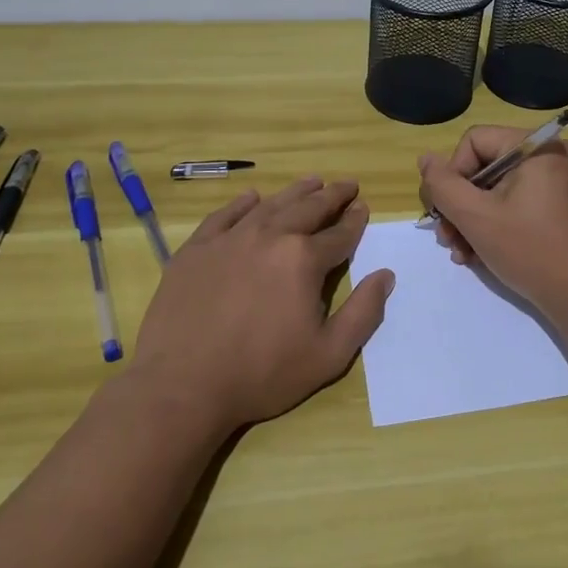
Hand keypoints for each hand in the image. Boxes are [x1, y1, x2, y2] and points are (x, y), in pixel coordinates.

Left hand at [126, 178, 394, 436]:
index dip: (355, 221)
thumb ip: (363, 313)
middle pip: (308, 208)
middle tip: (347, 185)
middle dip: (332, 196)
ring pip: (271, 205)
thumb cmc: (262, 374)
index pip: (339, 234)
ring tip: (312, 181)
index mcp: (303, 260)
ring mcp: (229, 239)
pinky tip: (252, 198)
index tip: (363, 207)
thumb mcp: (329, 355)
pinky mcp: (196, 249)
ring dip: (295, 192)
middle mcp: (270, 237)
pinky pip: (225, 215)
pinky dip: (243, 203)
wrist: (182, 386)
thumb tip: (385, 275)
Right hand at [418, 128, 567, 322]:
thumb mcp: (477, 217)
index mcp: (536, 146)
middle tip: (447, 239)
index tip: (447, 212)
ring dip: (471, 220)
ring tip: (460, 253)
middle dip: (459, 205)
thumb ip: (443, 185)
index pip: (474, 141)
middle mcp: (550, 155)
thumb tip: (425, 158)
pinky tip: (478, 255)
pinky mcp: (559, 206)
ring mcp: (558, 182)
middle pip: (484, 166)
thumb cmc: (531, 251)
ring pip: (496, 189)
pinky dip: (494, 225)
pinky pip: (516, 203)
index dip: (453, 175)